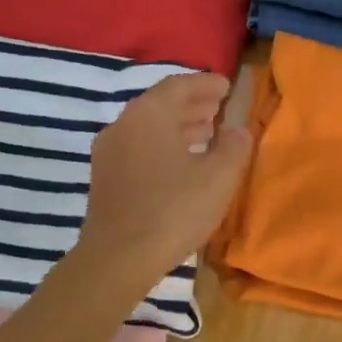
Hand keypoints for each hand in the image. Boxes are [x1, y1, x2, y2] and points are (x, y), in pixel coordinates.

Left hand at [79, 73, 252, 285]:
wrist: (118, 258)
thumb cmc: (173, 210)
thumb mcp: (218, 178)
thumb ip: (234, 147)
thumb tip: (238, 130)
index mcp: (149, 114)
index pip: (179, 85)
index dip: (205, 84)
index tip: (226, 87)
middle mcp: (123, 124)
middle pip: (160, 104)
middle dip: (191, 104)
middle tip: (218, 109)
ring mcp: (109, 151)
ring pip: (147, 127)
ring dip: (177, 126)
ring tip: (206, 134)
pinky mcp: (104, 177)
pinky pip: (137, 147)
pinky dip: (162, 145)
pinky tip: (181, 163)